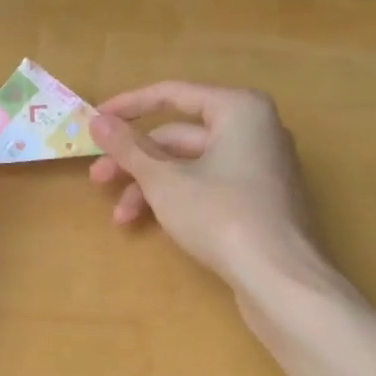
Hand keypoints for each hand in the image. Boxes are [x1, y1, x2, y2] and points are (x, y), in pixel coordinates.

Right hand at [88, 83, 332, 296]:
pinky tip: (150, 223)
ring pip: (191, 165)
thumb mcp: (164, 181)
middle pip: (180, 136)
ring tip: (121, 216)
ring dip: (151, 186)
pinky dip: (178, 197)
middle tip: (98, 179)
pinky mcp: (259, 199)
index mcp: (238, 109)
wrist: (281, 281)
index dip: (128, 107)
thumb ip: (128, 147)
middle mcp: (255, 129)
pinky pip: (209, 184)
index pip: (172, 94)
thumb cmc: (221, 216)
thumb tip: (97, 121)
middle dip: (136, 160)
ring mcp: (260, 166)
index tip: (94, 121)